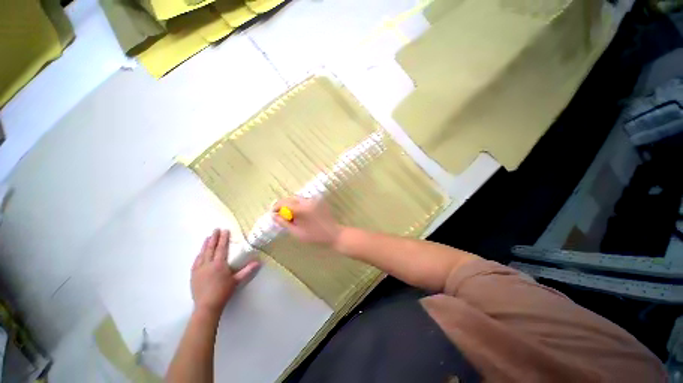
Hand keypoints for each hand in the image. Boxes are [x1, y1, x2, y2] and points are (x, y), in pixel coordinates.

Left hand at [191, 229, 258, 316]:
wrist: (207, 306)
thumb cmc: (223, 292)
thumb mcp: (237, 280)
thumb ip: (247, 270)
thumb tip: (258, 262)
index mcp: (219, 264)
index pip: (222, 248)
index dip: (224, 238)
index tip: (225, 230)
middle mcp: (208, 264)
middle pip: (211, 248)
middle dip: (214, 238)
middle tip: (215, 229)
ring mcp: (199, 269)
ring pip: (202, 253)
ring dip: (205, 244)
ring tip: (208, 237)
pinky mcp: (193, 275)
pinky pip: (196, 262)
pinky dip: (199, 255)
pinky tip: (199, 253)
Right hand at [272, 197, 341, 246]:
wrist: (334, 234)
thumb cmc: (315, 236)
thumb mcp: (297, 232)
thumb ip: (284, 223)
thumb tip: (274, 216)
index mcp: (301, 209)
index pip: (284, 203)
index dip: (276, 207)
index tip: (273, 214)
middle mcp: (308, 201)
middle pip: (290, 198)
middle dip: (284, 205)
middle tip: (282, 216)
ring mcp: (314, 200)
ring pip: (298, 198)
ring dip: (292, 205)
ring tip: (292, 216)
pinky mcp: (319, 201)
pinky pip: (305, 200)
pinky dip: (300, 205)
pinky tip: (302, 214)